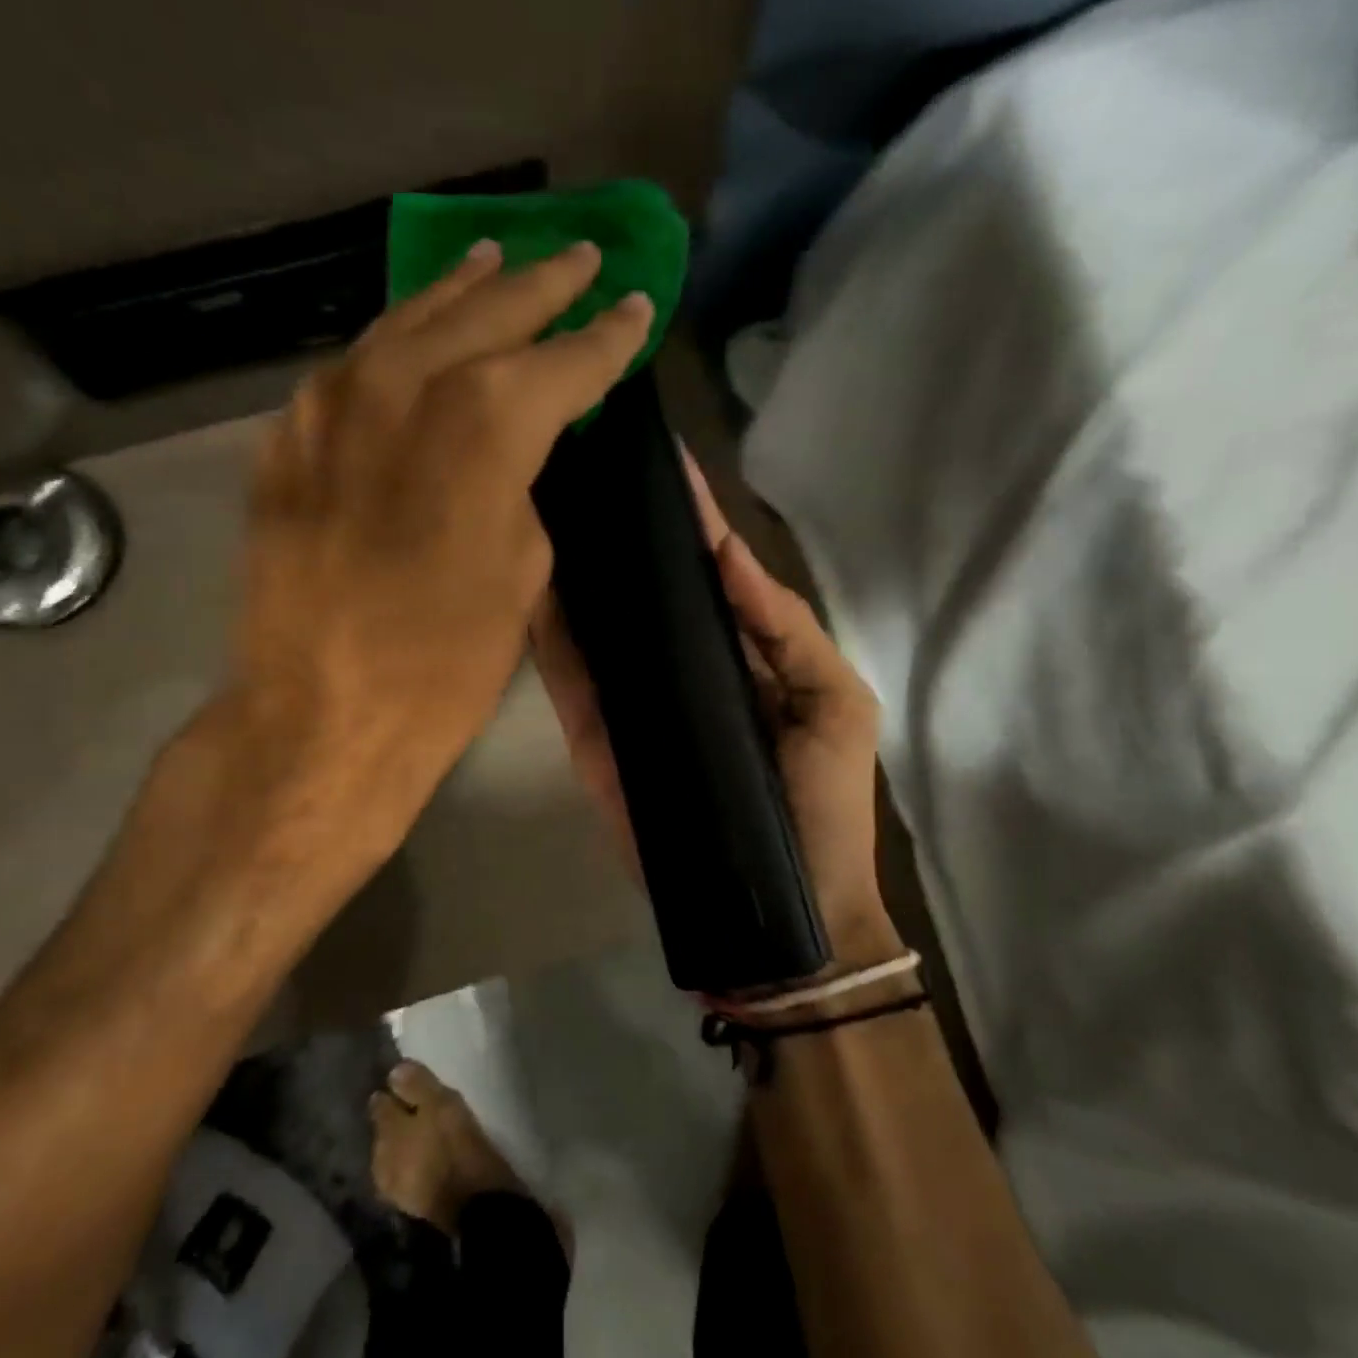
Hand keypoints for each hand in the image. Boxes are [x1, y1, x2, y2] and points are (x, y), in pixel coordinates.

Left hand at [186, 239, 652, 918]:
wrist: (322, 711)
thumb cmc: (446, 659)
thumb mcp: (524, 570)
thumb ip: (523, 487)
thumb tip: (512, 456)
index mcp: (487, 421)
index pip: (566, 359)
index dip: (608, 334)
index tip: (634, 304)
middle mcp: (407, 385)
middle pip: (487, 311)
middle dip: (541, 283)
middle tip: (579, 257)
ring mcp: (334, 402)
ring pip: (409, 322)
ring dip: (460, 292)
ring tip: (493, 262)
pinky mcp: (290, 436)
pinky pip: (353, 369)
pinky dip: (394, 346)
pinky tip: (412, 339)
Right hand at [530, 459, 903, 969]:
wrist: (778, 910)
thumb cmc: (824, 804)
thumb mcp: (835, 703)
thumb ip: (783, 626)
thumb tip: (726, 549)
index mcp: (737, 646)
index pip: (704, 566)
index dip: (683, 511)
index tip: (648, 448)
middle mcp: (677, 662)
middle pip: (641, 585)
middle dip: (614, 527)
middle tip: (572, 457)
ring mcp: (632, 699)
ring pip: (595, 622)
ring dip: (572, 568)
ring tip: (537, 500)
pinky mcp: (596, 737)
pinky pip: (567, 678)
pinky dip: (544, 633)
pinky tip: (522, 579)